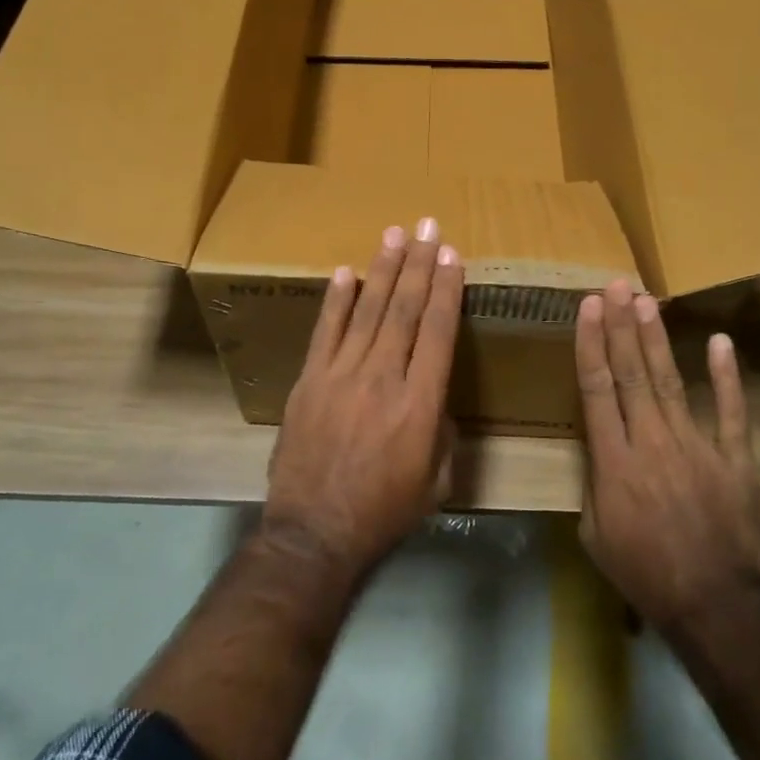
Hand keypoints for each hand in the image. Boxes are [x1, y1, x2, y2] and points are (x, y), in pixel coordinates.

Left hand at [262, 219, 464, 577]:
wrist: (314, 532)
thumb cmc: (384, 512)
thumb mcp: (436, 481)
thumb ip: (442, 432)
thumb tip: (434, 399)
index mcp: (421, 404)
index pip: (437, 331)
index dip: (445, 289)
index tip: (450, 255)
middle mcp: (383, 378)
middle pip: (403, 310)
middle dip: (418, 264)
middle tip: (427, 226)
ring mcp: (340, 376)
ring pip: (366, 311)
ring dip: (382, 269)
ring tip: (394, 234)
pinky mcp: (308, 381)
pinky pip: (325, 331)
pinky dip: (336, 300)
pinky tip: (347, 272)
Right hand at [575, 278, 759, 631]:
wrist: (712, 603)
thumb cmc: (643, 571)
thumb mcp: (595, 532)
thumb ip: (594, 481)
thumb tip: (600, 446)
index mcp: (613, 460)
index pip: (597, 388)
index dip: (591, 343)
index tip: (587, 307)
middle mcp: (651, 441)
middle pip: (632, 373)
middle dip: (621, 326)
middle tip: (616, 286)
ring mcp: (696, 446)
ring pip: (670, 381)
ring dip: (656, 339)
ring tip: (646, 301)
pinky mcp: (734, 458)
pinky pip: (730, 411)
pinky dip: (726, 377)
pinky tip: (718, 342)